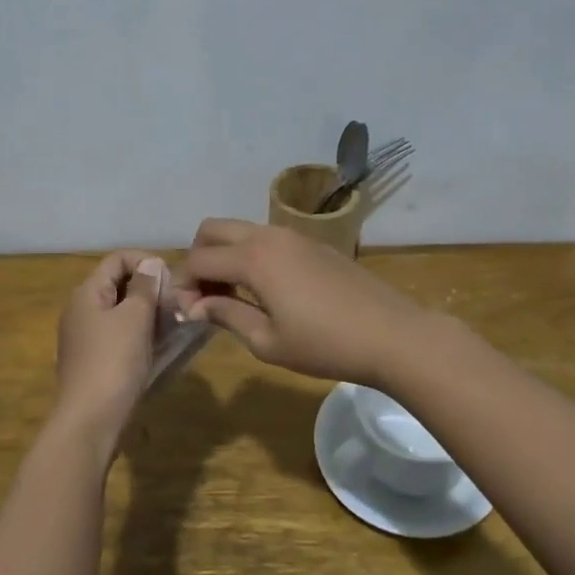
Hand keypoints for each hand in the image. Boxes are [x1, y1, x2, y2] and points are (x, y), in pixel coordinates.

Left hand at [53, 250, 169, 461]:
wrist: (89, 421)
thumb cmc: (113, 362)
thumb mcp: (135, 318)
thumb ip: (144, 286)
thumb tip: (150, 263)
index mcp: (87, 293)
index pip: (117, 259)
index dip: (146, 260)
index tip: (172, 280)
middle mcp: (81, 310)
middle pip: (118, 283)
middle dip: (150, 288)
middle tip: (176, 304)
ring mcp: (85, 337)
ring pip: (121, 311)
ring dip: (147, 313)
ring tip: (173, 325)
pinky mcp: (93, 361)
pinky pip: (119, 335)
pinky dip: (139, 334)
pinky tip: (158, 347)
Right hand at [178, 219, 432, 384]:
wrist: (392, 334)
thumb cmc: (324, 345)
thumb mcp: (267, 341)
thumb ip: (226, 316)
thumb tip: (194, 307)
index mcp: (252, 258)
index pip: (198, 260)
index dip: (182, 285)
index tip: (185, 313)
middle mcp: (268, 236)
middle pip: (213, 229)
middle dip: (198, 258)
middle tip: (204, 296)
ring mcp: (294, 236)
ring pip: (241, 230)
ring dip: (225, 254)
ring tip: (232, 295)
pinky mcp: (313, 243)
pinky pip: (267, 238)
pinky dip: (251, 255)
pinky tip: (264, 290)